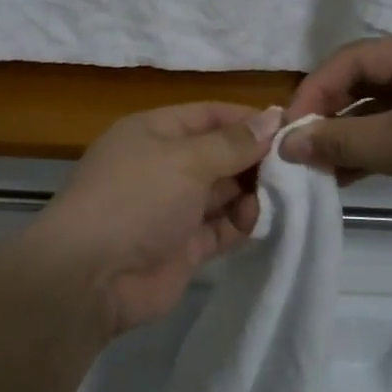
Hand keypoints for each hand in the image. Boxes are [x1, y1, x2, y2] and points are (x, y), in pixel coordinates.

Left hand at [28, 102, 283, 336]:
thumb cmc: (136, 198)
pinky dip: (242, 222)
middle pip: (219, 154)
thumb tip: (271, 118)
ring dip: (253, 192)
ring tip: (286, 194)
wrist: (92, 275)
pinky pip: (222, 227)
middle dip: (256, 158)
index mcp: (154, 133)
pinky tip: (261, 220)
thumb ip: (232, 143)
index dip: (248, 119)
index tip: (292, 126)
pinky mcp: (184, 246)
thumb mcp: (185, 160)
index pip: (208, 116)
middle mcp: (164, 166)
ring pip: (224, 192)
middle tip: (299, 164)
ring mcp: (173, 208)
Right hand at [280, 32, 391, 260]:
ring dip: (346, 136)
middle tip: (298, 147)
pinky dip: (371, 151)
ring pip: (380, 110)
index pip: (354, 57)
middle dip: (328, 113)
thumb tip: (284, 143)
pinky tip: (345, 175)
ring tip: (315, 166)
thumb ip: (338, 139)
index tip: (287, 128)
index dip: (315, 88)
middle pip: (366, 81)